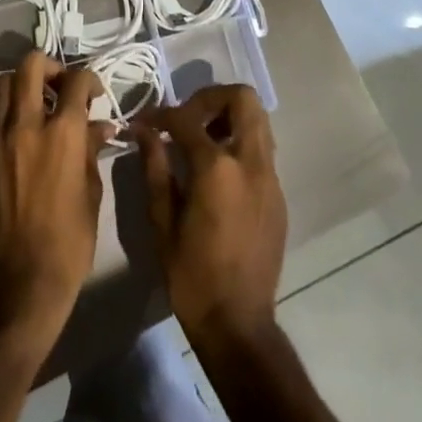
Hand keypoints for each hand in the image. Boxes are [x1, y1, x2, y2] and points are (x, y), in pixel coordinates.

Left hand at [0, 52, 110, 351]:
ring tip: (34, 105)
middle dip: (50, 67)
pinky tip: (14, 130)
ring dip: (22, 86)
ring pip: (3, 85)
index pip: (77, 81)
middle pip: (31, 66)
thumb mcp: (92, 190)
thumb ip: (92, 149)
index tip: (92, 93)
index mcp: (64, 134)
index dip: (89, 80)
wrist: (22, 278)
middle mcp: (27, 125)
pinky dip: (3, 112)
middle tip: (59, 86)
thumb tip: (100, 126)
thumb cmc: (71, 238)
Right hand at [135, 85, 286, 346]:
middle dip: (211, 98)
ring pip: (258, 120)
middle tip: (186, 117)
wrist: (238, 323)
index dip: (161, 115)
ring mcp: (270, 178)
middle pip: (242, 99)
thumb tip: (144, 131)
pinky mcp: (278, 195)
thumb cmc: (191, 275)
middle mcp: (251, 162)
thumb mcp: (162, 220)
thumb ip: (155, 166)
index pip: (187, 119)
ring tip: (201, 139)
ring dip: (229, 117)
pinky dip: (240, 142)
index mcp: (217, 168)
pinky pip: (262, 149)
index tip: (145, 122)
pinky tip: (217, 170)